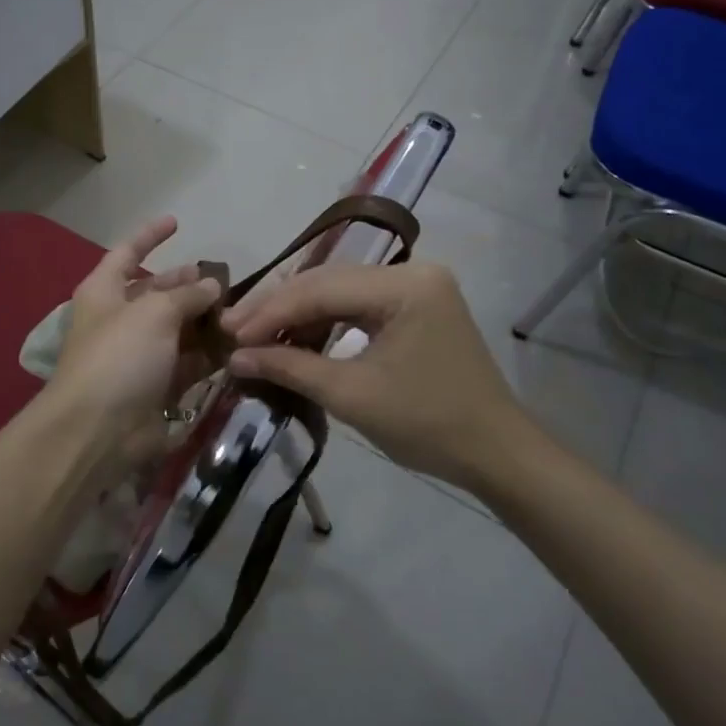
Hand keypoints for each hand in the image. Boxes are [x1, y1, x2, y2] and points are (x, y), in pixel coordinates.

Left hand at [49, 216, 223, 457]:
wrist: (99, 431)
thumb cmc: (119, 356)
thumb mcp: (154, 313)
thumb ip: (187, 294)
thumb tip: (210, 285)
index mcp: (104, 292)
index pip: (127, 252)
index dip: (150, 235)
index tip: (177, 222)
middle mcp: (119, 320)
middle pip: (156, 293)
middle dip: (186, 284)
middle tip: (223, 280)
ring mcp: (137, 355)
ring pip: (176, 329)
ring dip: (203, 320)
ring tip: (239, 311)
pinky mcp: (156, 387)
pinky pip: (186, 362)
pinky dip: (208, 354)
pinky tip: (235, 345)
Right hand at [220, 261, 533, 490]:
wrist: (496, 454)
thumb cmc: (428, 425)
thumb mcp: (352, 395)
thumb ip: (290, 368)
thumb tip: (234, 358)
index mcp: (405, 285)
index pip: (321, 289)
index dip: (270, 312)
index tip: (229, 334)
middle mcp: (412, 272)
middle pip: (328, 282)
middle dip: (279, 309)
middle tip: (233, 331)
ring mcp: (416, 287)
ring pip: (339, 291)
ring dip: (298, 315)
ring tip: (255, 337)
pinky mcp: (416, 305)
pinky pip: (358, 305)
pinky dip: (324, 322)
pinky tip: (295, 339)